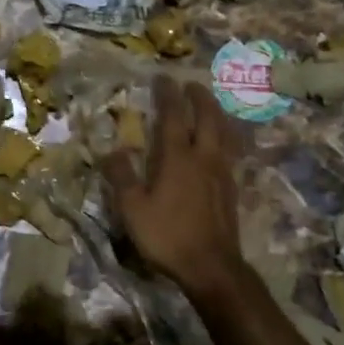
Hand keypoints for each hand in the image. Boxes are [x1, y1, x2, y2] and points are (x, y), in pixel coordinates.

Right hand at [103, 77, 247, 301]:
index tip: (164, 77)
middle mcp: (203, 157)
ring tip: (209, 105)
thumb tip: (112, 150)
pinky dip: (225, 136)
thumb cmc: (167, 236)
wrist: (212, 267)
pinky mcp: (231, 189)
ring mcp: (222, 173)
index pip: (173, 116)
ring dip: (216, 113)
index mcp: (177, 157)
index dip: (168, 95)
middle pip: (207, 117)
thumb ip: (122, 176)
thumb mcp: (133, 209)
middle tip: (190, 84)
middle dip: (199, 97)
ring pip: (223, 132)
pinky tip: (221, 143)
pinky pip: (230, 151)